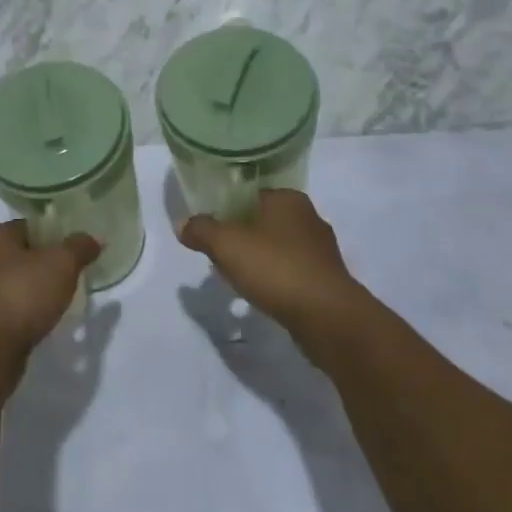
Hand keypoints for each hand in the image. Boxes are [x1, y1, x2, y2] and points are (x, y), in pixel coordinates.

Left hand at [0, 221, 99, 368]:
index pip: (29, 226)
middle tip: (75, 275)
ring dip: (37, 292)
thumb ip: (79, 247)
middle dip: (48, 265)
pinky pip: (12, 311)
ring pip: (17, 285)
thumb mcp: (60, 263)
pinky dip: (28, 314)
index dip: (55, 234)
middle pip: (23, 256)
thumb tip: (96, 237)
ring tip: (64, 301)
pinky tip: (45, 322)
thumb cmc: (21, 294)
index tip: (77, 249)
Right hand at [177, 190, 361, 343]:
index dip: (228, 208)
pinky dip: (277, 278)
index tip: (212, 228)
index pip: (251, 193)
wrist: (328, 317)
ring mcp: (322, 250)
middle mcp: (309, 217)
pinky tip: (264, 294)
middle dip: (243, 235)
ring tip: (238, 276)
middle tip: (220, 254)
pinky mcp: (328, 279)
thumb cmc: (276, 268)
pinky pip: (293, 271)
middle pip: (265, 220)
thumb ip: (201, 230)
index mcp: (288, 198)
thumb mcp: (226, 244)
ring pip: (280, 247)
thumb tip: (183, 225)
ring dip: (260, 259)